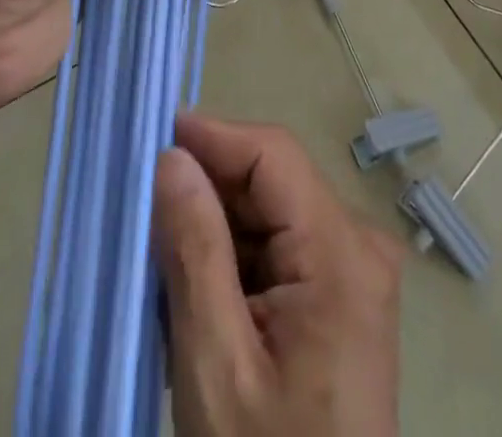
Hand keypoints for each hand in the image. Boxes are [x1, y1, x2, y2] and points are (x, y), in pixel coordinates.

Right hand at [155, 114, 402, 436]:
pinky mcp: (341, 296)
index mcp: (341, 252)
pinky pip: (280, 248)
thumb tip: (170, 157)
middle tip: (143, 210)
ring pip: (271, 213)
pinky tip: (197, 291)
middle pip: (272, 182)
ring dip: (216, 227)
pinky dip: (235, 259)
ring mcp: (354, 271)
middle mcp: (358, 244)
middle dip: (207, 189)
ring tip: (162, 260)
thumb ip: (194, 250)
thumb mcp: (216, 365)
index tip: (151, 137)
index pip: (272, 154)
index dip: (213, 136)